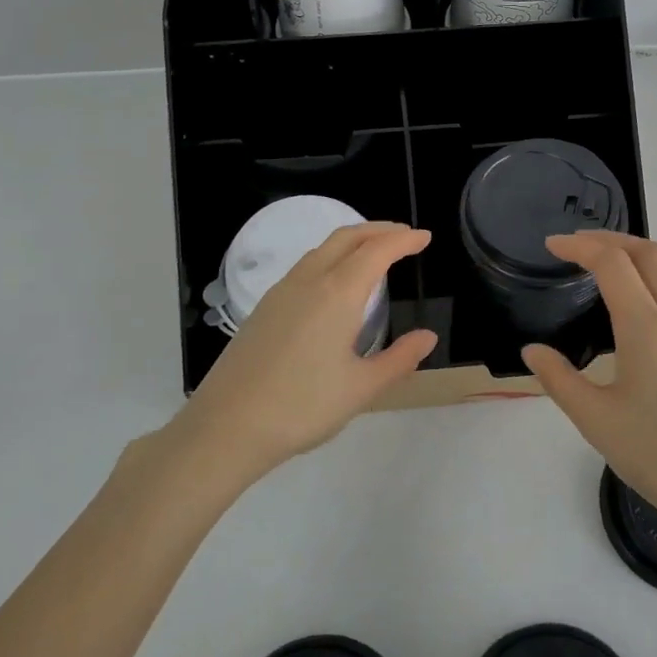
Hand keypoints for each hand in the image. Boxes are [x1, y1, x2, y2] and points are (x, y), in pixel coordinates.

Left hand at [168, 222, 437, 489]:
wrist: (228, 425)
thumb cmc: (302, 406)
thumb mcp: (361, 388)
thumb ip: (399, 359)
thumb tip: (427, 337)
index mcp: (338, 294)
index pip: (377, 251)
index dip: (403, 240)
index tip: (424, 237)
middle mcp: (309, 281)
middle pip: (346, 238)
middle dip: (378, 230)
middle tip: (404, 236)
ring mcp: (281, 292)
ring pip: (322, 250)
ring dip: (352, 242)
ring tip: (373, 255)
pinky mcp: (264, 308)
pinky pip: (304, 267)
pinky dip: (330, 259)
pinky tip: (334, 285)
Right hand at [521, 231, 656, 549]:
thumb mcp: (596, 420)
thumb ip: (559, 379)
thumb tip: (533, 351)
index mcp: (646, 329)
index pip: (612, 263)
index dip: (579, 246)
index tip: (551, 245)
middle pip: (649, 252)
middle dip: (610, 239)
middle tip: (576, 246)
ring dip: (637, 255)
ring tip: (605, 268)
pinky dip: (656, 278)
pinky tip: (638, 307)